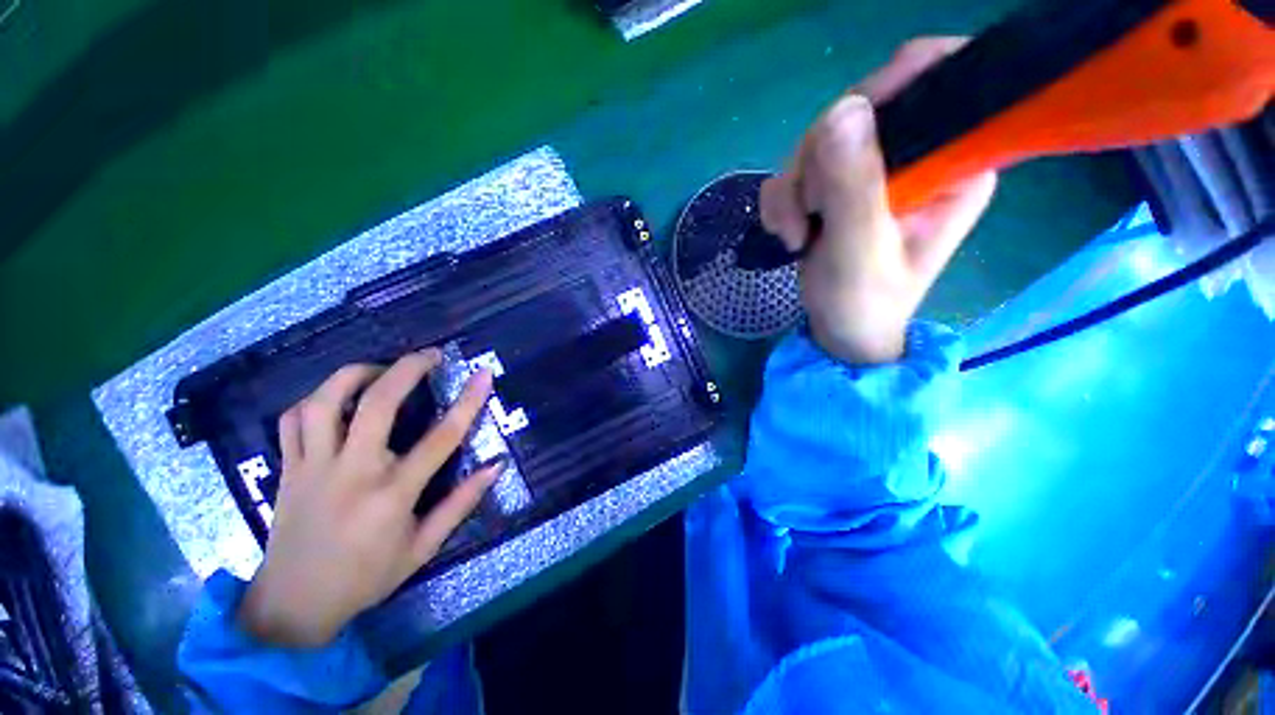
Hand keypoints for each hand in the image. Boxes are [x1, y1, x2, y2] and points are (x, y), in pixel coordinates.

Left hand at [238, 349, 501, 646]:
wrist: (292, 604)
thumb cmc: (366, 578)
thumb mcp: (423, 548)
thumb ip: (461, 503)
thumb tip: (495, 466)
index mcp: (392, 495)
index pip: (441, 437)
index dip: (468, 401)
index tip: (483, 374)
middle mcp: (352, 472)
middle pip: (377, 404)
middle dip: (407, 369)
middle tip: (429, 355)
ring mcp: (313, 467)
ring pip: (325, 402)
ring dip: (355, 374)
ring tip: (380, 370)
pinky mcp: (287, 469)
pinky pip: (293, 420)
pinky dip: (316, 399)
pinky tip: (337, 398)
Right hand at [760, 37, 997, 363]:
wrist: (838, 331)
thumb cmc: (864, 303)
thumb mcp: (860, 251)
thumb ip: (854, 187)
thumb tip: (842, 110)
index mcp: (953, 163)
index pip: (938, 82)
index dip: (892, 85)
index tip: (843, 128)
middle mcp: (917, 155)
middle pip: (860, 110)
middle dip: (818, 161)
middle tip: (807, 212)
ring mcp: (872, 170)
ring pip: (818, 141)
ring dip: (793, 190)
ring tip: (794, 235)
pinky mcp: (837, 186)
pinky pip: (796, 169)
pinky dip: (781, 200)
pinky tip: (786, 233)